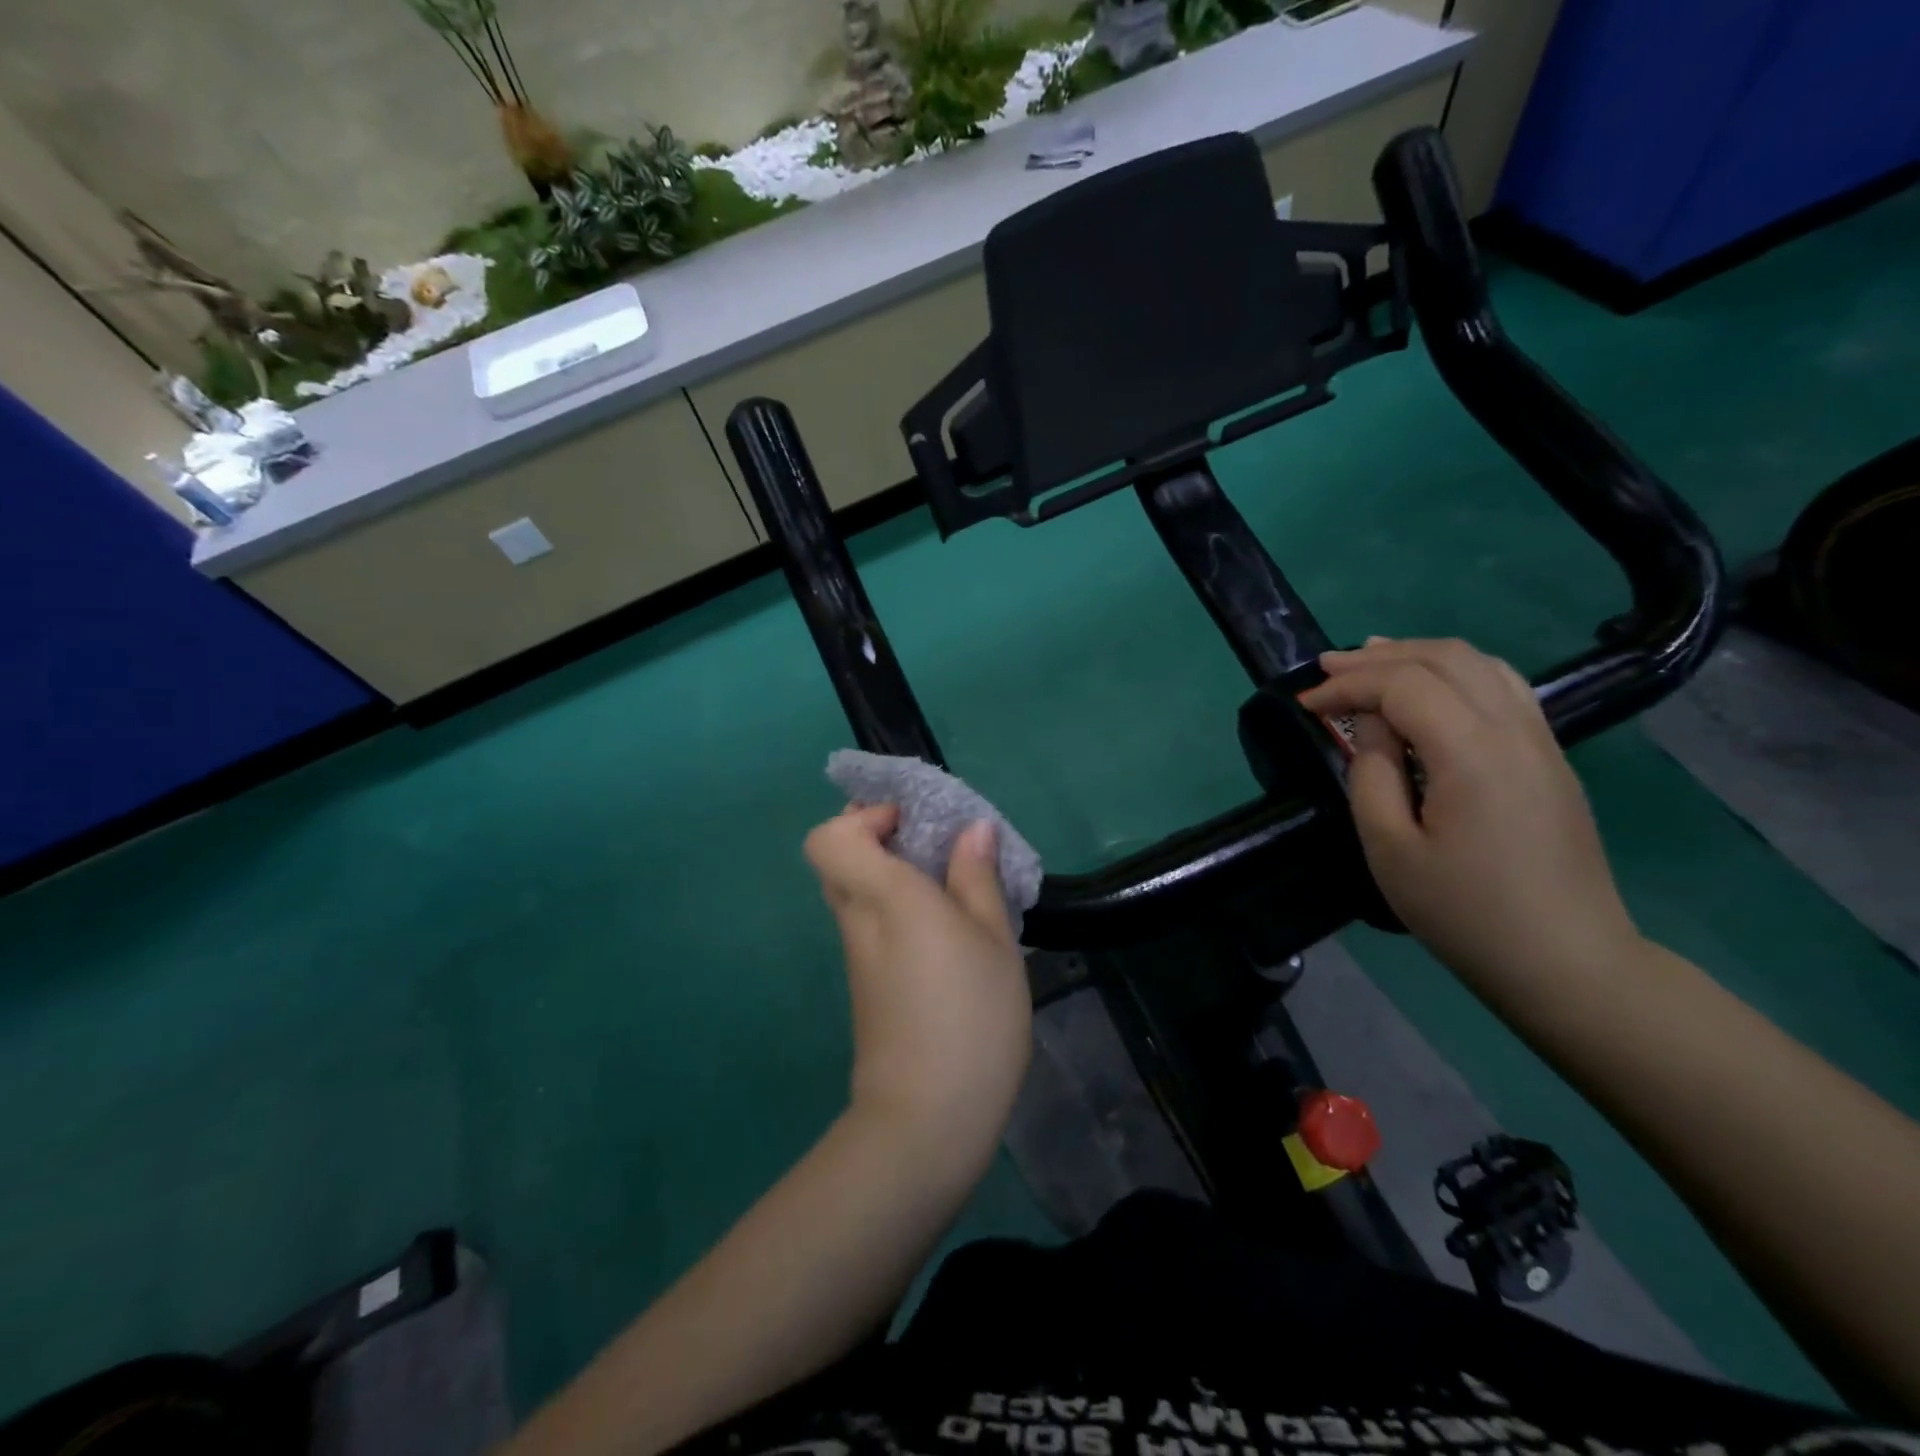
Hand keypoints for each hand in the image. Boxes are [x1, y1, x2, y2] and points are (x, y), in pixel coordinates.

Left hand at [805, 805, 1031, 1158]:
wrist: (927, 1118)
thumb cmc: (970, 1015)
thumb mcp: (993, 939)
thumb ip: (977, 878)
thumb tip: (972, 830)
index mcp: (884, 896)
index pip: (829, 838)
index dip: (863, 818)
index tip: (913, 825)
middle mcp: (857, 919)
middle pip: (838, 859)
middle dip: (879, 839)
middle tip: (934, 847)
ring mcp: (856, 956)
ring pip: (854, 891)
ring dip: (891, 875)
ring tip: (951, 886)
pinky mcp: (865, 985)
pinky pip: (868, 923)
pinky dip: (895, 909)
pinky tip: (946, 931)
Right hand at [1298, 638, 1643, 992]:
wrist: (1567, 961)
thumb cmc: (1464, 911)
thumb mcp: (1390, 848)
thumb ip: (1372, 773)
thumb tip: (1373, 724)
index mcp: (1471, 753)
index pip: (1403, 686)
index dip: (1348, 685)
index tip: (1306, 705)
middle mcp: (1513, 730)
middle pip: (1445, 659)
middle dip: (1379, 657)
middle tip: (1328, 668)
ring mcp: (1541, 740)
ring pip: (1480, 664)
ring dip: (1419, 656)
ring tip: (1371, 662)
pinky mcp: (1550, 757)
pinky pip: (1503, 687)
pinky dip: (1455, 672)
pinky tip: (1429, 688)